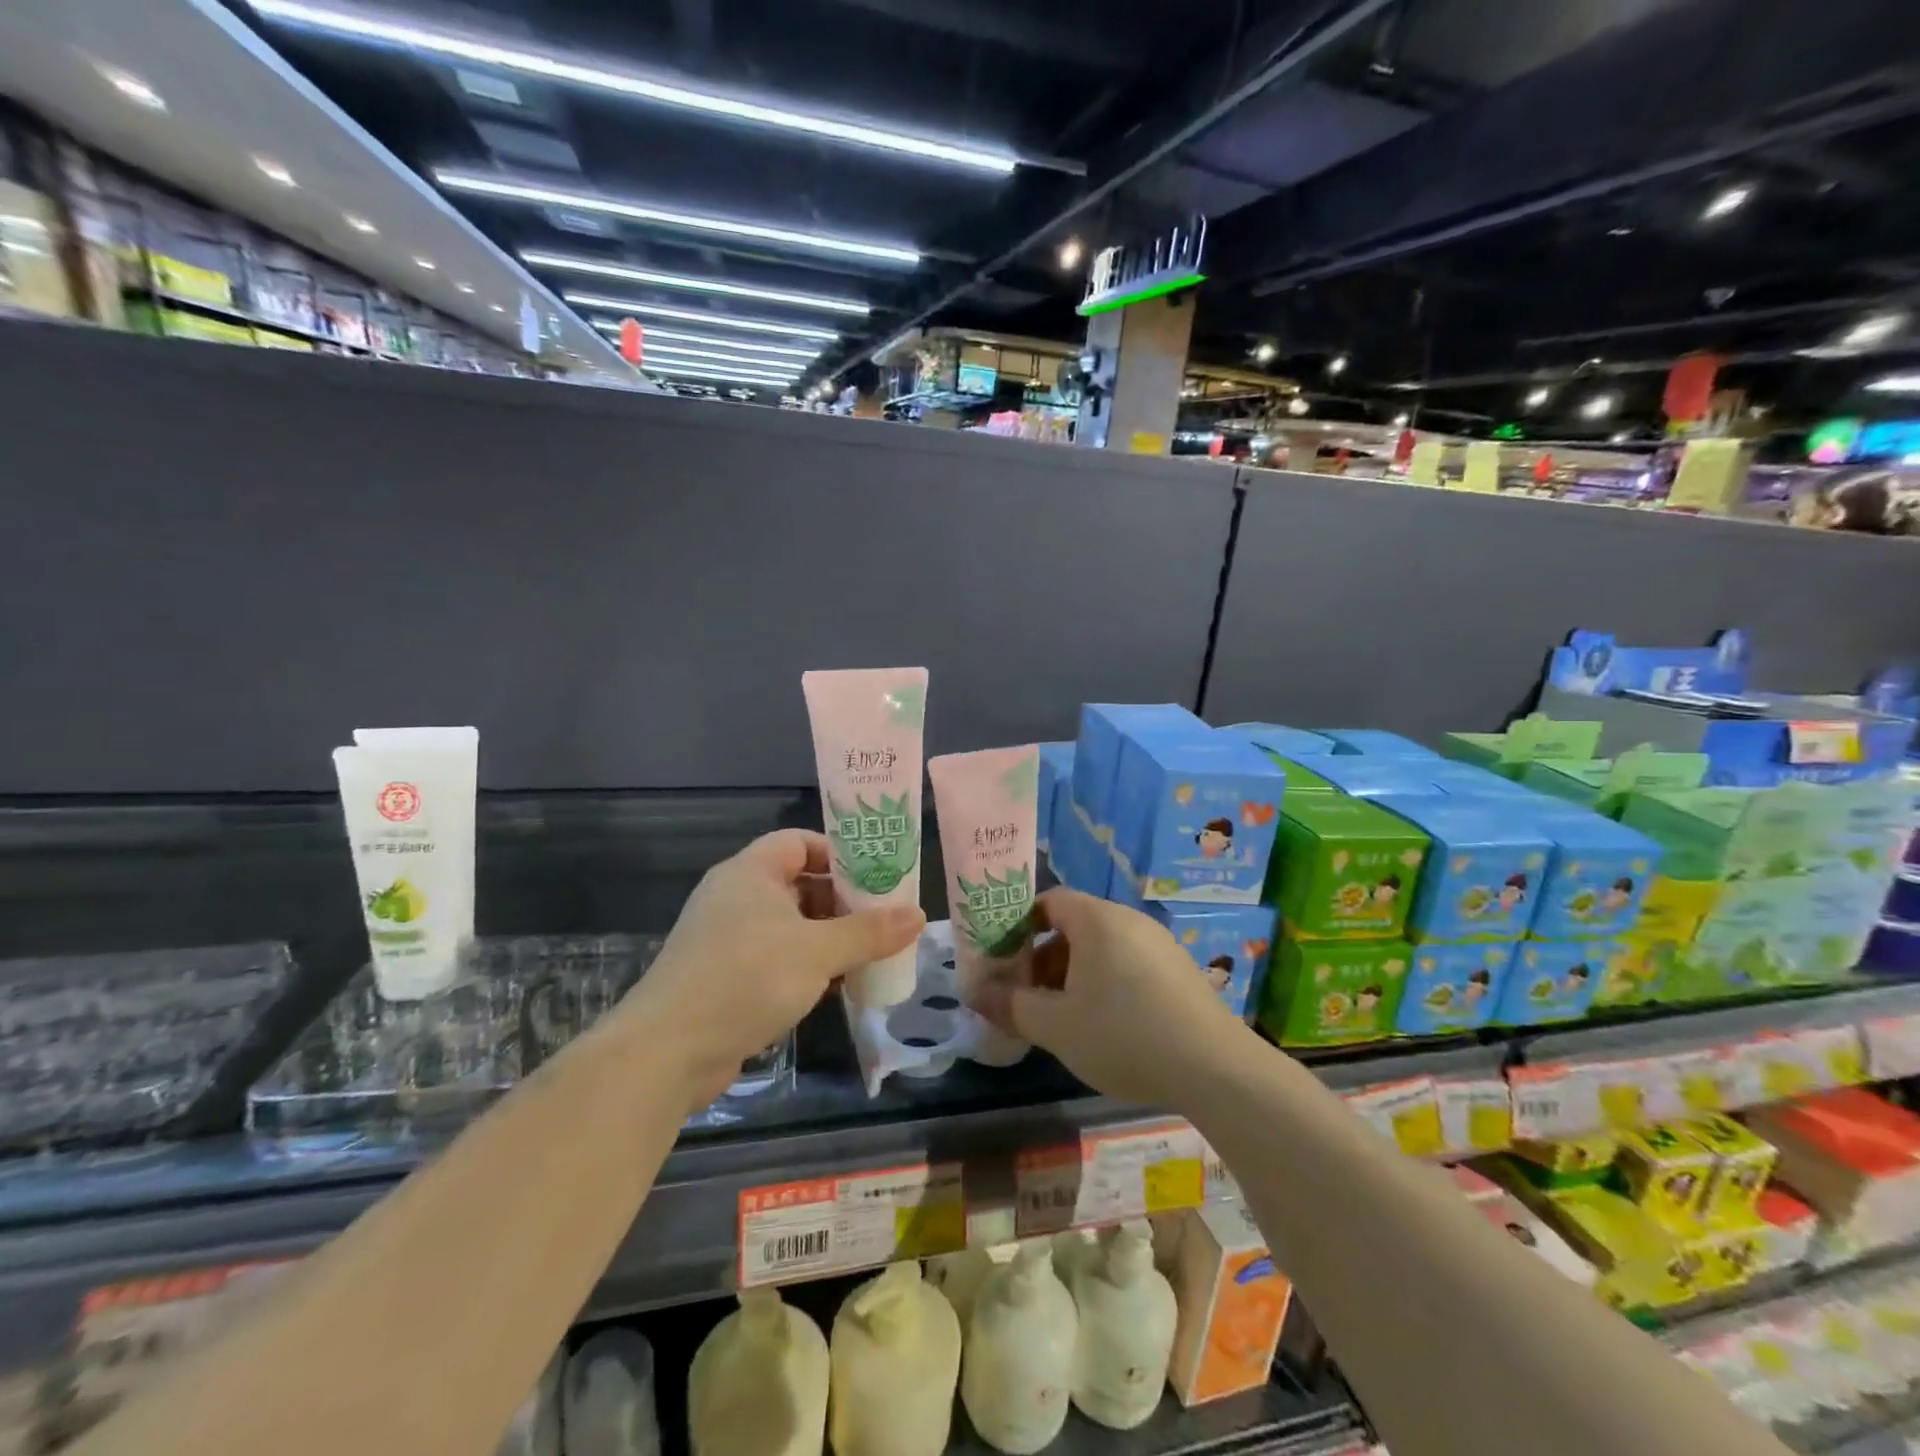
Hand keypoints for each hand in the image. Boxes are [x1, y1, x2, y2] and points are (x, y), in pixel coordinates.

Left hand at [622, 829, 925, 1107]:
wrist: (668, 1051)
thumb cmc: (747, 978)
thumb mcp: (818, 951)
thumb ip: (869, 932)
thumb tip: (918, 914)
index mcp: (751, 873)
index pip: (799, 842)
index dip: (839, 853)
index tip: (877, 874)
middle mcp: (736, 897)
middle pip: (799, 884)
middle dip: (842, 900)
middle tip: (884, 917)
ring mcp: (727, 939)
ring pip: (790, 925)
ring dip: (828, 937)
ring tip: (871, 951)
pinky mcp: (725, 978)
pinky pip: (776, 958)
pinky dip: (806, 965)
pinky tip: (837, 985)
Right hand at [974, 888, 1256, 1108]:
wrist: (1215, 1068)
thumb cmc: (1123, 1035)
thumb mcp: (1056, 1027)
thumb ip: (1012, 1007)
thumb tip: (975, 995)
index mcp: (1096, 919)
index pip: (1048, 901)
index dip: (1019, 926)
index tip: (1004, 960)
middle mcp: (1129, 920)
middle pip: (1074, 925)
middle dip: (1044, 957)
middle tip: (1029, 996)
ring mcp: (1159, 943)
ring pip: (1103, 947)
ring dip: (1074, 973)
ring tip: (1064, 1016)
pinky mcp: (1180, 970)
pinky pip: (1129, 963)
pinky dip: (1107, 983)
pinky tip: (1108, 1026)